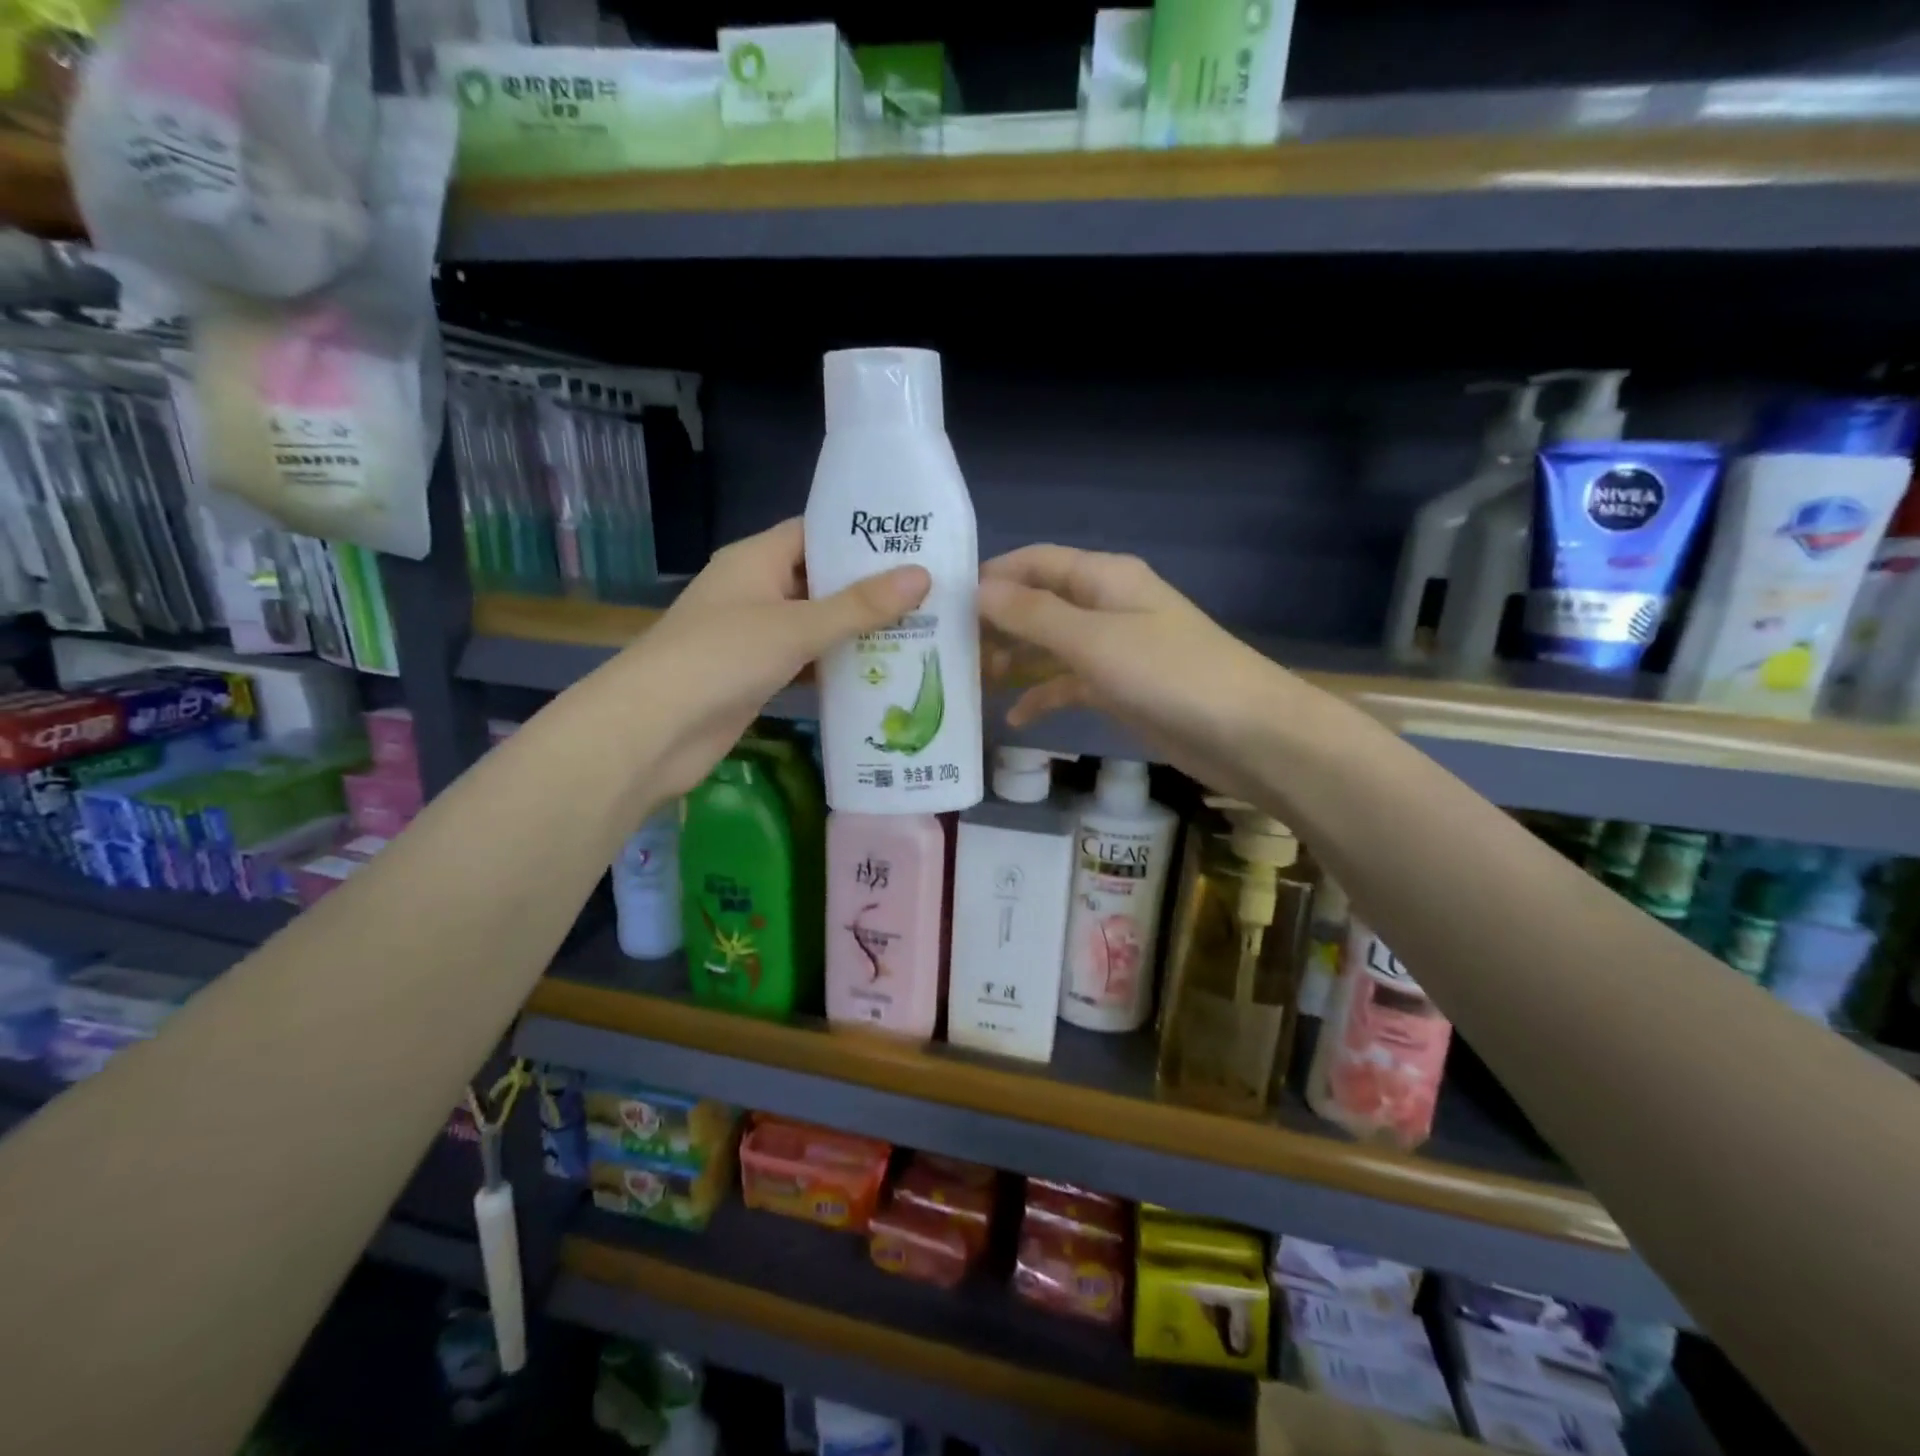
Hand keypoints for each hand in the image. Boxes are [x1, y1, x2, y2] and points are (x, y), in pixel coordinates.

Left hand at [622, 519, 927, 797]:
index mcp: (755, 560)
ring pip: (815, 624)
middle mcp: (755, 590)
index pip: (814, 533)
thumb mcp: (796, 626)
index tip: (913, 543)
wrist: (654, 731)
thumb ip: (860, 605)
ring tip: (920, 630)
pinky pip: (806, 661)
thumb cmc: (722, 658)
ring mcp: (755, 636)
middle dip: (869, 588)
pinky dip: (837, 666)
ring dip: (857, 631)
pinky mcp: (757, 676)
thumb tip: (923, 575)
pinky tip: (881, 674)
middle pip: (819, 580)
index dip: (860, 536)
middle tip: (931, 592)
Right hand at [977, 545, 1290, 802]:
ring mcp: (1114, 648)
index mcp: (1102, 577)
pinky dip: (1043, 695)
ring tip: (971, 683)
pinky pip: (1069, 682)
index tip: (941, 604)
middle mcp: (1105, 604)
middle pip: (1037, 603)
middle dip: (994, 624)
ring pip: (1049, 645)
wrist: (1247, 734)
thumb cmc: (1169, 675)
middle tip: (947, 654)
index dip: (989, 577)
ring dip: (1013, 660)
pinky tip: (1014, 719)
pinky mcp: (1120, 687)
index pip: (1033, 562)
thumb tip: (975, 589)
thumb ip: (1033, 615)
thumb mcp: (1093, 640)